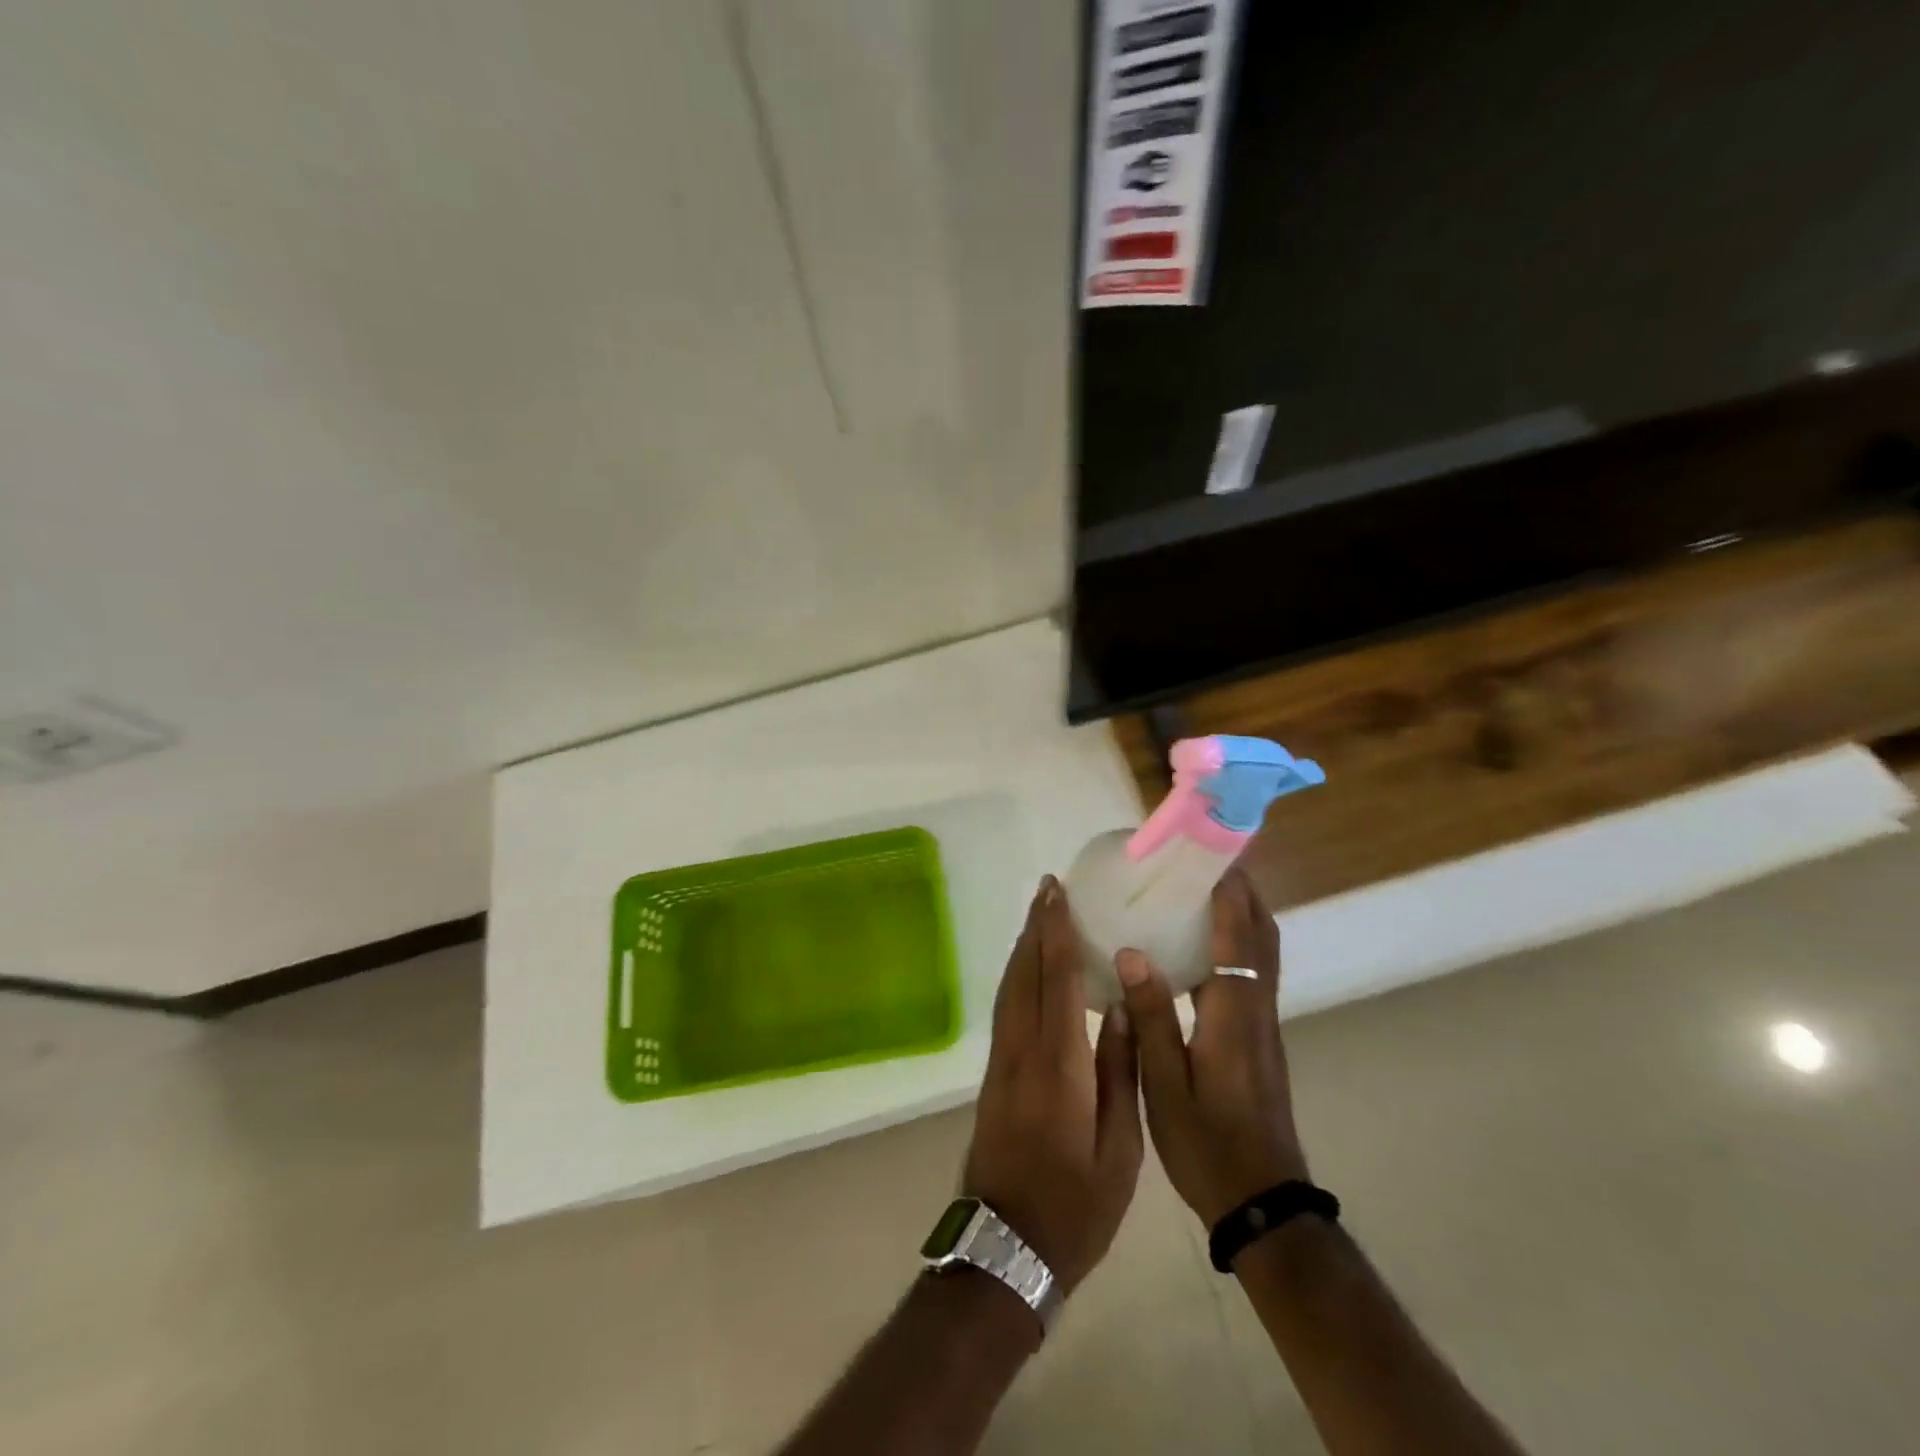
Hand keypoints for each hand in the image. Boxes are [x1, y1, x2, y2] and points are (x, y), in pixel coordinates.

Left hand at [962, 875, 1143, 1293]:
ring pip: (1010, 988)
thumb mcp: (1118, 1150)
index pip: (1056, 981)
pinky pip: (1006, 1008)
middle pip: (1025, 974)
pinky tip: (1030, 969)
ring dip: (1024, 947)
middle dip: (1036, 927)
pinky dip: (1018, 976)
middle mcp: (1022, 1051)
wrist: (1006, 1247)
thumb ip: (1116, 1073)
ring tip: (1040, 915)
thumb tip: (1115, 1009)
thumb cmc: (1075, 1206)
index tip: (1058, 894)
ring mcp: (1002, 1062)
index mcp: (1057, 1065)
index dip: (1057, 933)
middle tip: (1049, 888)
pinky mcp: (994, 1075)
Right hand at [1115, 869, 1307, 1226]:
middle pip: (1262, 934)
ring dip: (1242, 912)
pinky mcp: (1260, 1037)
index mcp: (1234, 1014)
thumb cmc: (1207, 1144)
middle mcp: (1257, 1008)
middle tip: (1203, 860)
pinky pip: (1254, 970)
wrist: (1262, 1202)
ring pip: (1263, 952)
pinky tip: (1201, 946)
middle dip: (1242, 890)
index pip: (1238, 936)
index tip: (1206, 852)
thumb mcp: (1163, 1084)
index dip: (1227, 890)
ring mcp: (1263, 1024)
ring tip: (1201, 889)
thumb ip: (1149, 1015)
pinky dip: (1237, 941)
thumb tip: (1132, 951)